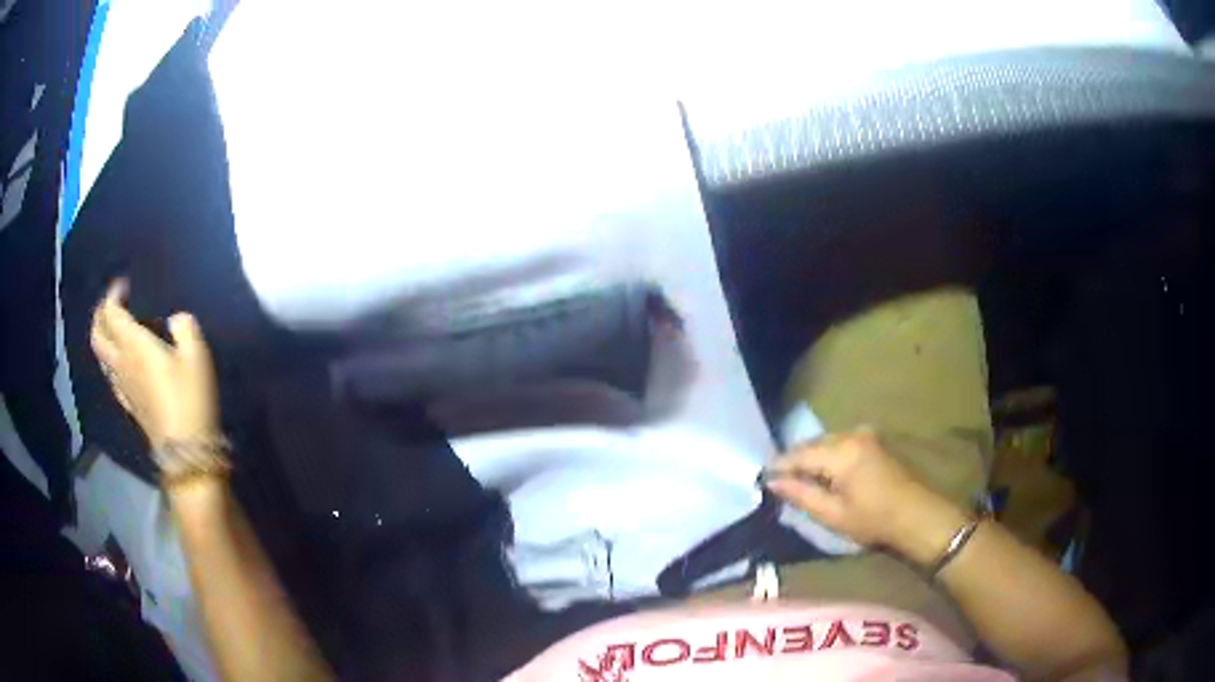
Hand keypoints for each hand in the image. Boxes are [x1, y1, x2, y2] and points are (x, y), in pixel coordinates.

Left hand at [90, 280, 219, 450]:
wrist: (185, 450)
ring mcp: (122, 386)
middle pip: (97, 335)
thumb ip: (184, 327)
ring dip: (102, 337)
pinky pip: (110, 376)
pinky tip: (121, 362)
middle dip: (100, 315)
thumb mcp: (196, 355)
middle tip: (111, 304)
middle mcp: (121, 362)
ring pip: (100, 357)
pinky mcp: (128, 404)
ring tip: (113, 329)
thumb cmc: (190, 397)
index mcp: (134, 345)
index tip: (124, 285)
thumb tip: (175, 319)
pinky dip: (110, 360)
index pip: (111, 313)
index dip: (113, 294)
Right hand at [765, 427, 960, 551]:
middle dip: (794, 460)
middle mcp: (851, 435)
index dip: (778, 465)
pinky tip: (822, 473)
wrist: (916, 515)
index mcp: (841, 452)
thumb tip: (772, 481)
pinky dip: (827, 456)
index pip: (799, 453)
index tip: (760, 477)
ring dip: (811, 458)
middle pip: (812, 444)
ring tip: (797, 478)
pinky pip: (840, 443)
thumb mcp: (832, 514)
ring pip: (826, 442)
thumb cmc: (873, 519)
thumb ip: (800, 494)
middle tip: (777, 479)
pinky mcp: (873, 440)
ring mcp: (865, 435)